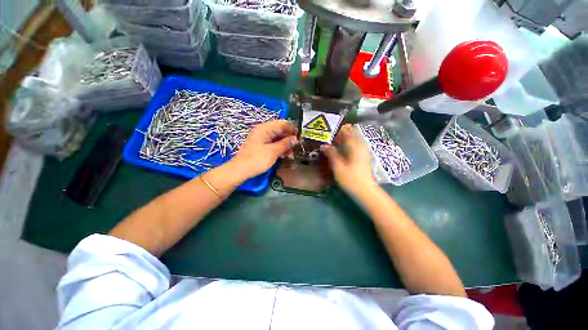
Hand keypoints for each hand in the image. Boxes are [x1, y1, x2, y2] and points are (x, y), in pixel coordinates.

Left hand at [232, 120, 297, 178]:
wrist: (240, 170)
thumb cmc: (257, 159)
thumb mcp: (273, 151)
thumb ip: (285, 144)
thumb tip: (296, 139)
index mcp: (264, 128)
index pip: (282, 123)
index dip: (292, 129)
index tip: (301, 136)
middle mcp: (263, 131)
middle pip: (280, 131)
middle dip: (289, 138)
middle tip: (297, 146)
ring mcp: (261, 139)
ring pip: (277, 138)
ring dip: (285, 145)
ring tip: (292, 154)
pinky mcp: (260, 146)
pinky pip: (272, 144)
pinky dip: (279, 148)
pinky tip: (285, 155)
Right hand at [322, 124, 374, 190]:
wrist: (365, 191)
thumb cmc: (351, 179)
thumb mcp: (338, 166)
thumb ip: (331, 154)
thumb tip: (324, 145)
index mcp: (355, 146)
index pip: (347, 131)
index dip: (338, 130)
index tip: (329, 131)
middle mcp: (361, 146)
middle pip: (351, 134)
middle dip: (341, 133)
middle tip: (330, 138)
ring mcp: (364, 151)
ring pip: (354, 139)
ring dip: (344, 139)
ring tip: (334, 143)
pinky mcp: (363, 157)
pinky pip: (355, 145)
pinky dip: (348, 145)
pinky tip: (341, 150)